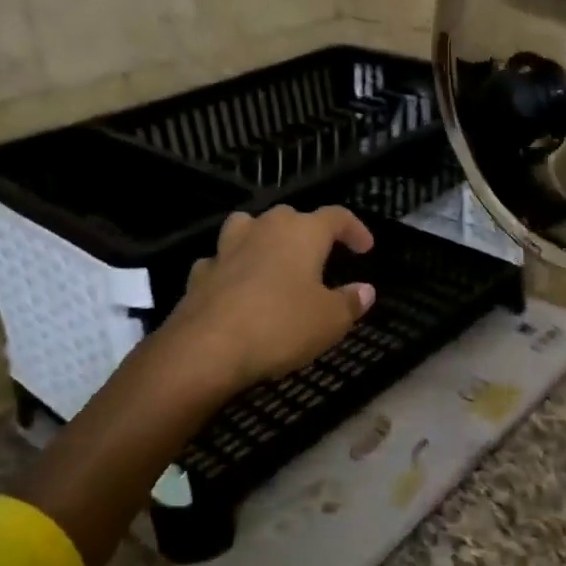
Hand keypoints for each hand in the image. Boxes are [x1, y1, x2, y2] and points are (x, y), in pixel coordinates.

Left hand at [161, 205, 376, 391]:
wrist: (206, 349)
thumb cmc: (280, 326)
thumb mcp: (330, 321)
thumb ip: (350, 302)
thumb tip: (365, 290)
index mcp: (302, 233)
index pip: (336, 216)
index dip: (354, 229)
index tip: (365, 248)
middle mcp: (263, 229)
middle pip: (290, 217)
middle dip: (308, 232)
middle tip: (320, 258)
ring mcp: (226, 248)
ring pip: (247, 228)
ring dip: (263, 239)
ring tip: (274, 260)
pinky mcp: (199, 274)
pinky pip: (222, 261)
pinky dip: (233, 270)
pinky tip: (238, 290)